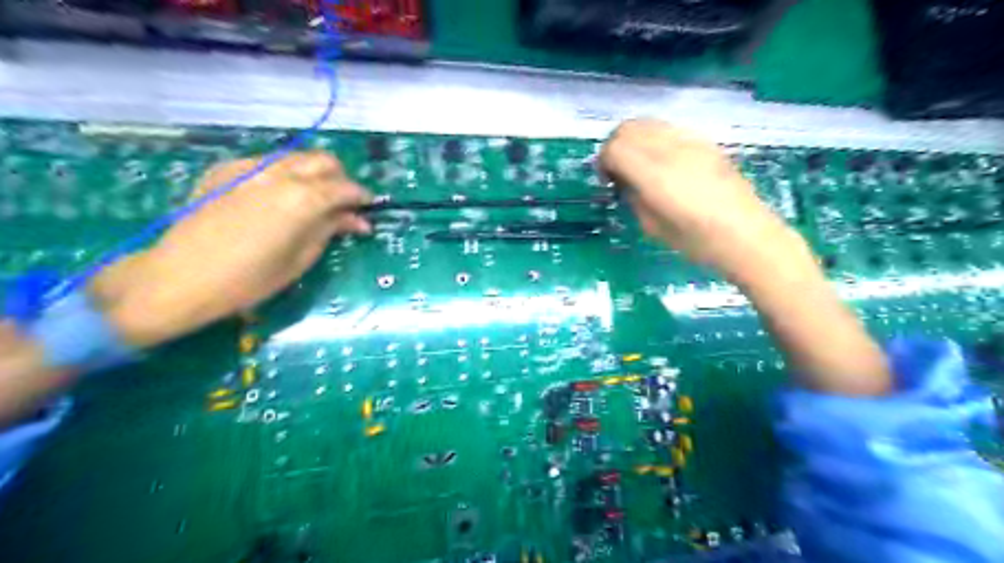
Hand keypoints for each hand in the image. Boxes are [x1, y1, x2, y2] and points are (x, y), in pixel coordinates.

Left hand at [91, 151, 369, 347]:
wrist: (179, 277)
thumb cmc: (249, 280)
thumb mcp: (301, 259)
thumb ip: (330, 230)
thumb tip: (357, 220)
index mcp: (303, 198)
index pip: (346, 187)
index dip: (362, 197)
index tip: (368, 210)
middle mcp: (280, 174)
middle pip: (324, 161)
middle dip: (340, 179)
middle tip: (342, 205)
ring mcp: (249, 167)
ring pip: (296, 157)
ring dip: (313, 174)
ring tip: (312, 199)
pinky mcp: (226, 170)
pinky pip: (266, 163)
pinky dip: (282, 174)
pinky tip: (276, 197)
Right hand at [599, 118, 889, 395]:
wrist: (748, 236)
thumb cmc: (697, 242)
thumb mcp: (651, 226)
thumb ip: (632, 196)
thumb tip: (623, 179)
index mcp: (655, 175)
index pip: (615, 148)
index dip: (603, 161)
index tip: (608, 180)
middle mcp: (671, 150)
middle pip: (628, 128)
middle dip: (614, 146)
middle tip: (617, 171)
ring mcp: (691, 142)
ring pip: (648, 123)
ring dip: (634, 140)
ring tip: (639, 165)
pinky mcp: (705, 142)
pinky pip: (669, 129)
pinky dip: (654, 139)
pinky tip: (662, 162)